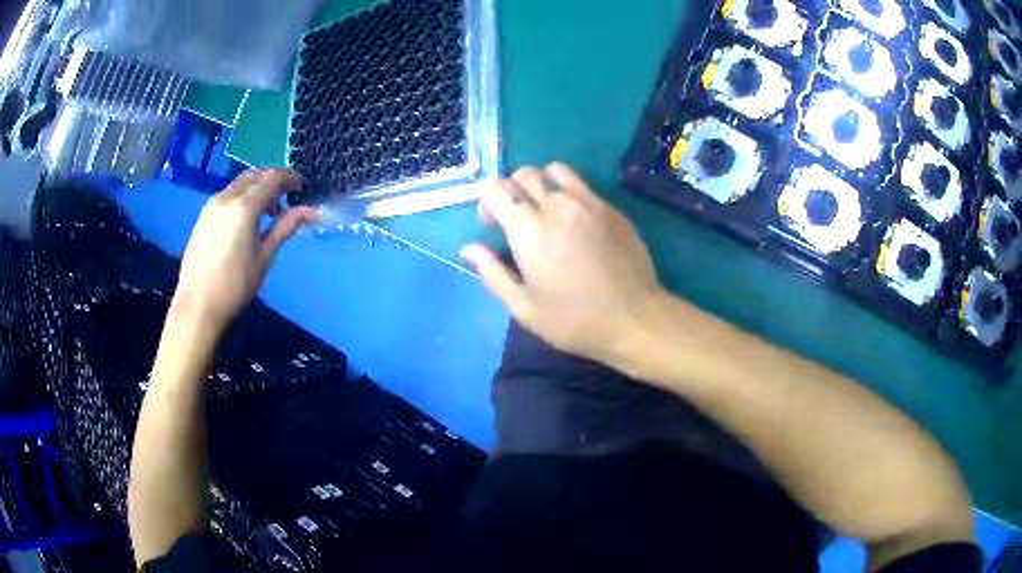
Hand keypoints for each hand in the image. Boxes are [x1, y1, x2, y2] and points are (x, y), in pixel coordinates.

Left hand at [172, 169, 317, 331]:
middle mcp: (225, 198)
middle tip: (286, 196)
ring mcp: (211, 206)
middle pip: (253, 176)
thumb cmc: (235, 285)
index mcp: (244, 207)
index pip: (271, 178)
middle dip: (271, 180)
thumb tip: (310, 211)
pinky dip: (241, 198)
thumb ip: (285, 227)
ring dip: (256, 189)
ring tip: (267, 212)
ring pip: (238, 185)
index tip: (301, 186)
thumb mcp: (264, 256)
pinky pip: (226, 196)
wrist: (198, 305)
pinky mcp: (202, 217)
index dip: (289, 177)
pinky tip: (245, 222)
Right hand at [461, 163, 664, 364]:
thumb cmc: (575, 320)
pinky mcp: (610, 208)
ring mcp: (588, 202)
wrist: (635, 318)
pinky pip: (582, 185)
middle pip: (524, 173)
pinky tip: (575, 222)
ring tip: (544, 212)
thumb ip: (492, 273)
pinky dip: (568, 192)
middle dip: (511, 190)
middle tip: (516, 220)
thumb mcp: (525, 308)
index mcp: (529, 229)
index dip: (487, 202)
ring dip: (541, 184)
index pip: (496, 188)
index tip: (491, 226)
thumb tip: (468, 248)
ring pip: (555, 171)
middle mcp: (557, 205)